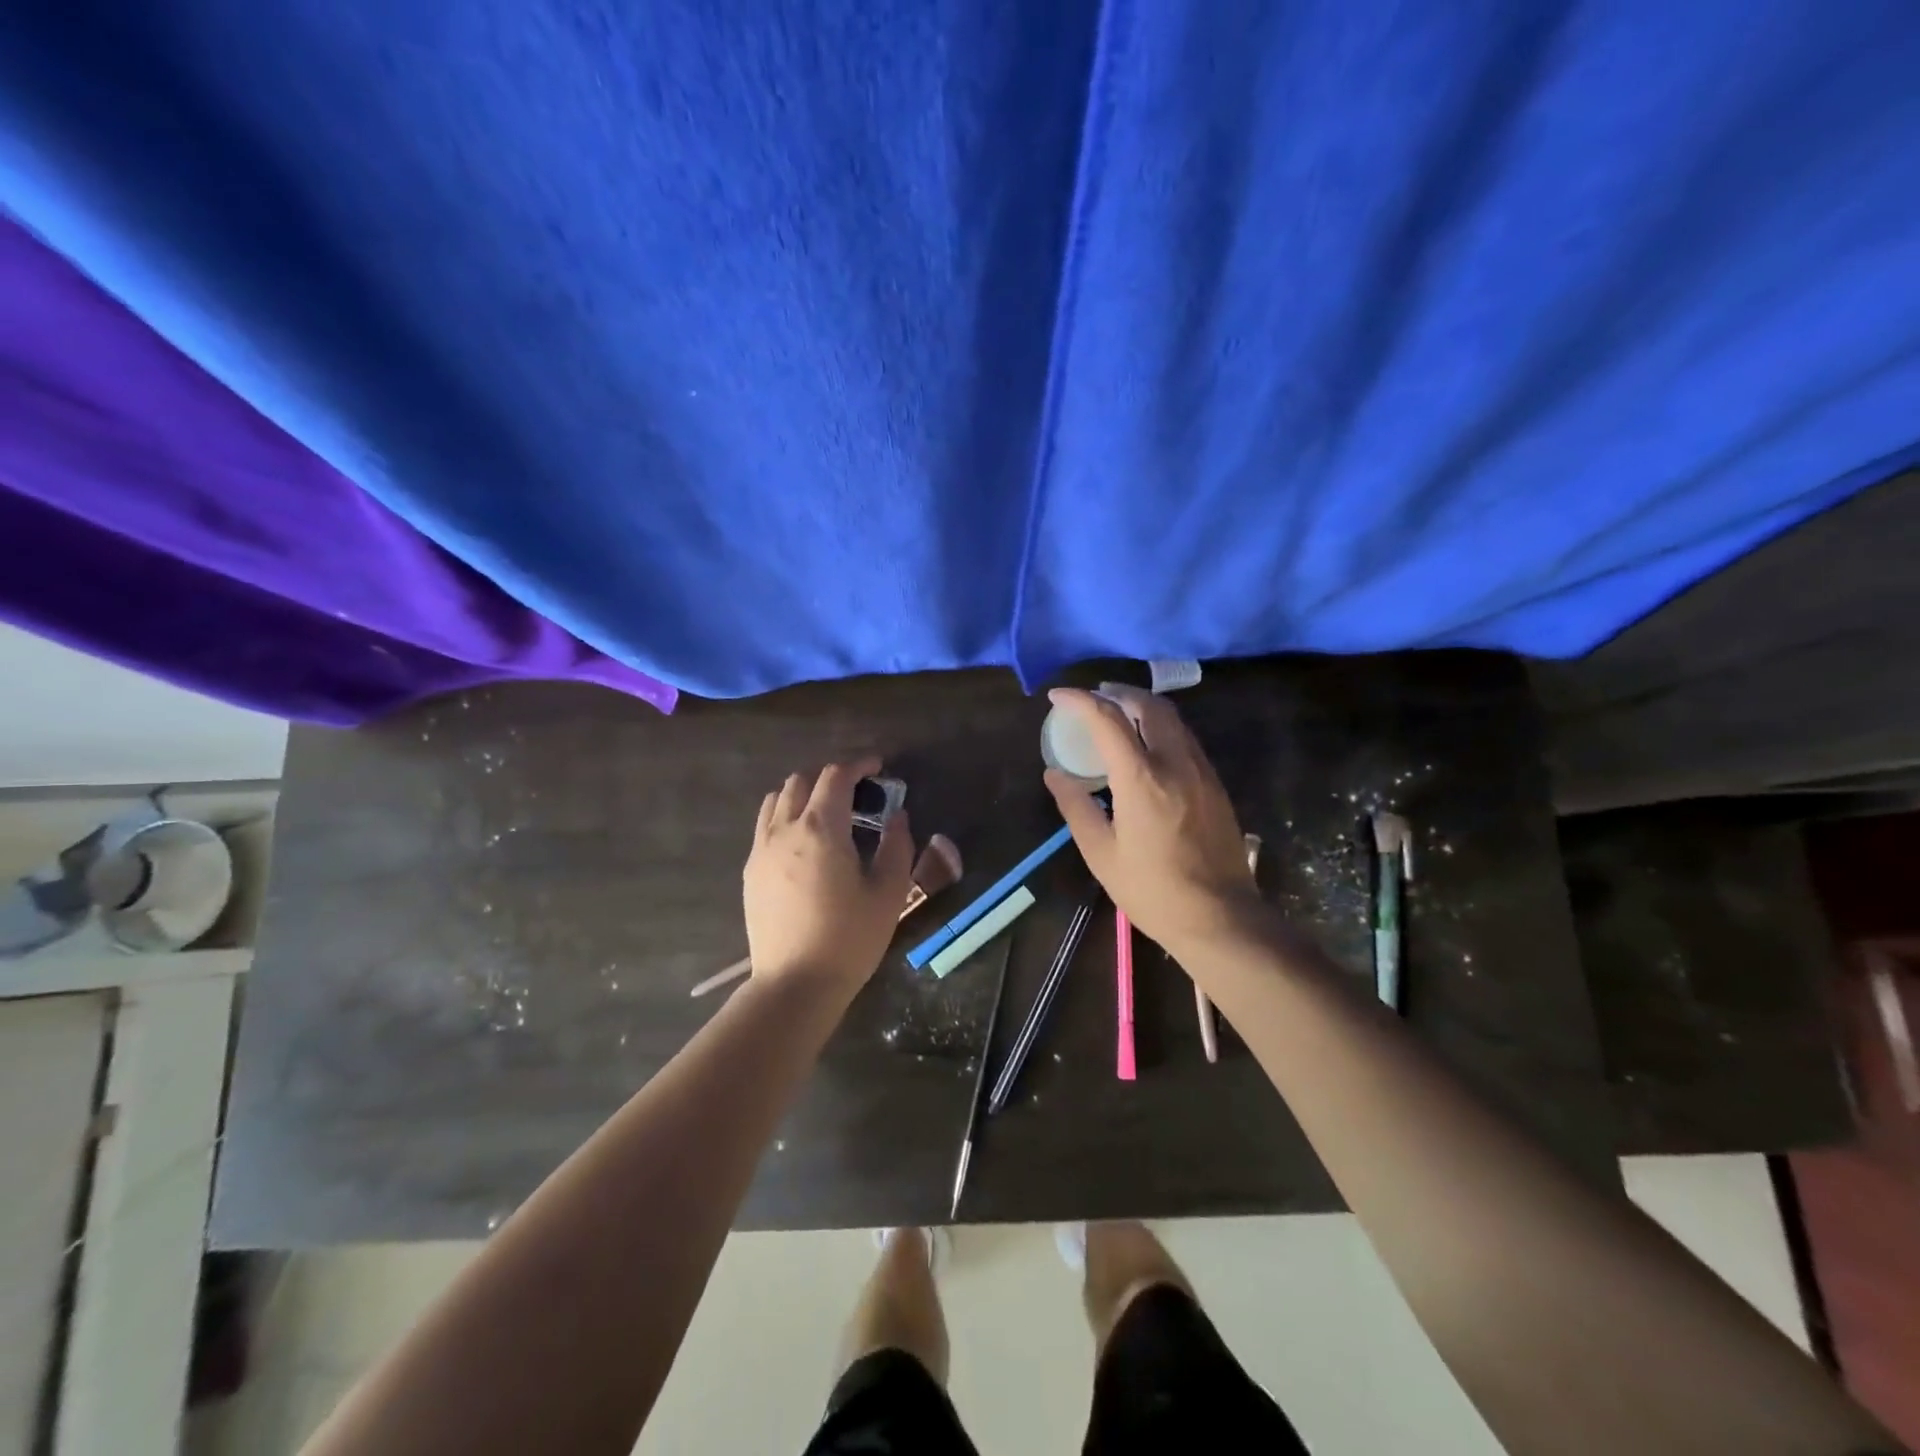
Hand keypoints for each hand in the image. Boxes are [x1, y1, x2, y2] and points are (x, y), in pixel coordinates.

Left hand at [743, 758, 914, 994]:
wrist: (795, 984)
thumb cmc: (849, 938)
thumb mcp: (888, 892)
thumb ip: (897, 846)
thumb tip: (897, 817)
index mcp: (822, 828)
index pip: (835, 775)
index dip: (858, 764)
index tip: (877, 767)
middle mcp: (784, 828)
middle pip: (801, 780)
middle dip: (830, 776)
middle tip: (857, 792)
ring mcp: (761, 849)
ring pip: (777, 799)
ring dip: (804, 793)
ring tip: (828, 812)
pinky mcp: (750, 871)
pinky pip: (765, 825)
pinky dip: (785, 816)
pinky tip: (804, 842)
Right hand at [1043, 686, 1259, 956]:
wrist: (1220, 918)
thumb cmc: (1152, 890)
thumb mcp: (1101, 853)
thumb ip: (1076, 806)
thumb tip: (1054, 774)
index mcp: (1142, 778)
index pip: (1108, 719)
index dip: (1079, 700)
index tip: (1057, 696)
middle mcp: (1175, 763)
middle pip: (1149, 705)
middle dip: (1118, 692)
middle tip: (1094, 696)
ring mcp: (1201, 771)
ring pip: (1173, 720)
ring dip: (1143, 707)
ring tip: (1119, 714)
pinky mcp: (1216, 785)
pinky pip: (1186, 740)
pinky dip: (1162, 727)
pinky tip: (1148, 746)